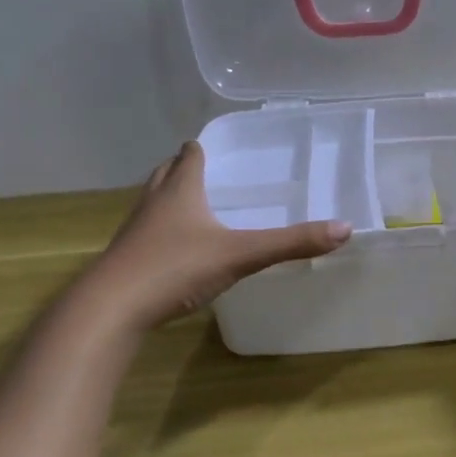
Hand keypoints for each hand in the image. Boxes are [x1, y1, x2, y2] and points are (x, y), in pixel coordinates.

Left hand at [89, 141, 350, 329]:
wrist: (111, 309)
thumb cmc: (175, 268)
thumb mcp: (240, 255)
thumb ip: (291, 243)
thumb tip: (344, 229)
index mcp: (180, 191)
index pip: (190, 156)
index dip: (202, 148)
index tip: (216, 147)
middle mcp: (154, 203)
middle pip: (166, 174)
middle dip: (184, 169)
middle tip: (208, 173)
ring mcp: (135, 232)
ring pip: (153, 203)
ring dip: (170, 198)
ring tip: (194, 206)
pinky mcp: (126, 259)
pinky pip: (147, 235)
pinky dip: (162, 232)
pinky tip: (178, 250)